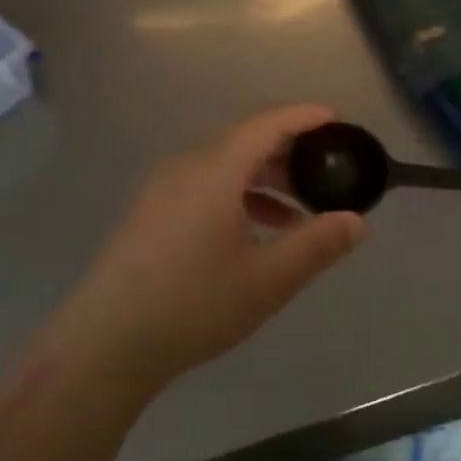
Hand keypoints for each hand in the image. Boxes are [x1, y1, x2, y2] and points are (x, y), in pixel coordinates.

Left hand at [59, 105, 364, 394]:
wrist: (104, 344)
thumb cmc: (192, 305)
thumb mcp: (266, 280)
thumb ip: (316, 245)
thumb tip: (356, 221)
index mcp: (215, 169)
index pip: (267, 122)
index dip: (305, 116)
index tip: (337, 121)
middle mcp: (187, 166)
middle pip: (246, 140)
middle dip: (289, 151)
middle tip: (326, 171)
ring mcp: (163, 188)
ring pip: (225, 165)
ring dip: (265, 178)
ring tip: (299, 210)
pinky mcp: (151, 211)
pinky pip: (205, 185)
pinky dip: (238, 195)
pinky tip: (256, 231)